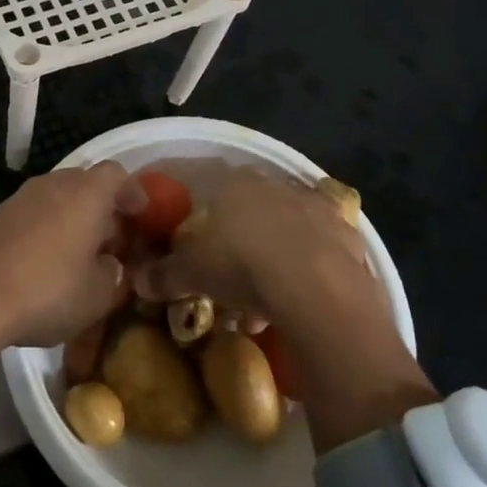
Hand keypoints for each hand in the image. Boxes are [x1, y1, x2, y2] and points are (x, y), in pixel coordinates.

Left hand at [0, 163, 145, 349]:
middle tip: (113, 239)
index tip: (141, 214)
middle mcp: (55, 183)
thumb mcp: (98, 295)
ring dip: (73, 218)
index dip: (132, 192)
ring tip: (81, 254)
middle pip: (86, 183)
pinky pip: (35, 213)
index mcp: (87, 193)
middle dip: (102, 208)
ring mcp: (22, 197)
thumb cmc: (48, 290)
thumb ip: (113, 274)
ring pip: (58, 197)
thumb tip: (109, 264)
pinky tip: (47, 262)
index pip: (117, 174)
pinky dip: (48, 228)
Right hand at [133, 169, 368, 318]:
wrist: (315, 288)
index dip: (208, 220)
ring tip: (262, 302)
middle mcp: (275, 187)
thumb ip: (164, 274)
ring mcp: (316, 209)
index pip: (216, 190)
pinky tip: (298, 302)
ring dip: (276, 260)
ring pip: (288, 231)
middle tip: (231, 277)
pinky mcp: (349, 237)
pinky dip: (309, 273)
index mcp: (236, 184)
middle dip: (243, 241)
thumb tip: (137, 279)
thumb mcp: (192, 273)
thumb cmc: (242, 265)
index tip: (203, 249)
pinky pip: (320, 253)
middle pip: (254, 211)